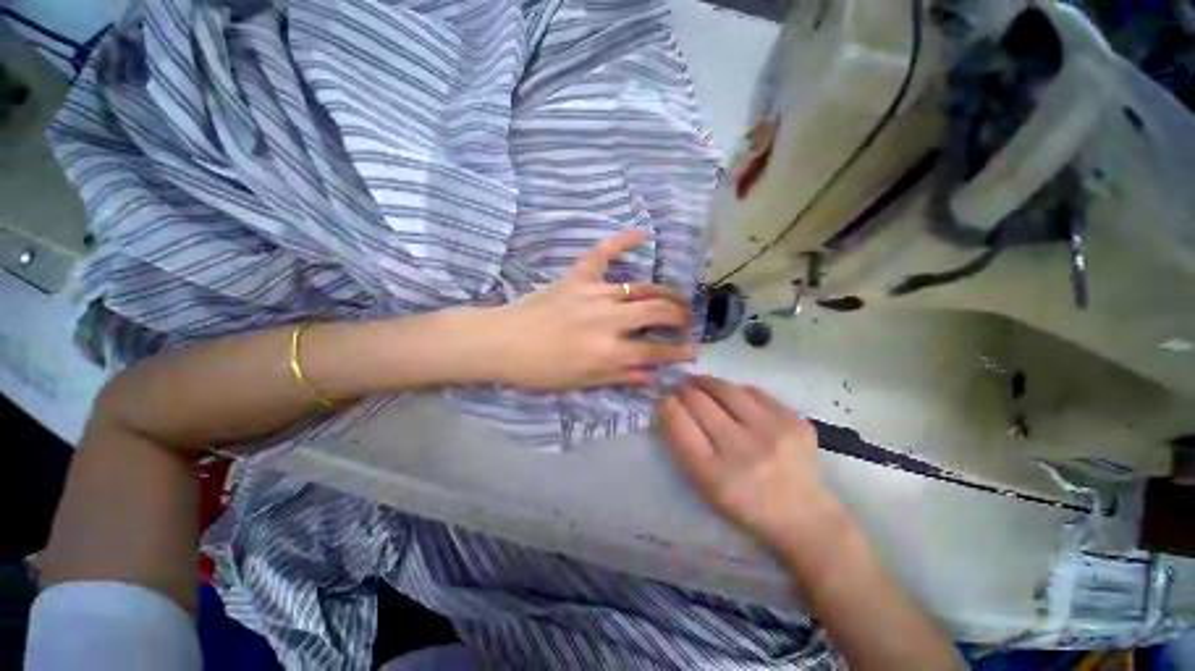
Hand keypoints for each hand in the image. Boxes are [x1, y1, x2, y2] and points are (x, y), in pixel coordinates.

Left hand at [486, 231, 695, 390]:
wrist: (501, 342)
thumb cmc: (540, 370)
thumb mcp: (581, 382)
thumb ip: (619, 377)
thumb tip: (650, 376)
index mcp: (609, 351)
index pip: (656, 351)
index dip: (678, 352)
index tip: (692, 351)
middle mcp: (609, 320)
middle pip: (658, 312)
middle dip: (679, 317)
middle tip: (684, 321)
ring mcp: (594, 293)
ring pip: (640, 288)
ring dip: (664, 293)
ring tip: (674, 298)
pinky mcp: (577, 277)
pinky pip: (602, 253)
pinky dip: (621, 242)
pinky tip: (641, 234)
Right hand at [661, 376, 843, 546]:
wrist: (803, 516)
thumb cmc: (743, 503)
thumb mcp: (703, 484)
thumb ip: (682, 443)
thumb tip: (670, 402)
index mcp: (714, 474)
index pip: (677, 422)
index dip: (667, 404)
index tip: (666, 400)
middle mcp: (743, 450)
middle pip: (698, 400)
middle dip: (684, 390)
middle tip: (680, 388)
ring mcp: (773, 432)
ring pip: (725, 388)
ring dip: (706, 383)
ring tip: (701, 384)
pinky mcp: (794, 420)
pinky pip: (752, 390)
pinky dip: (736, 391)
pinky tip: (733, 398)